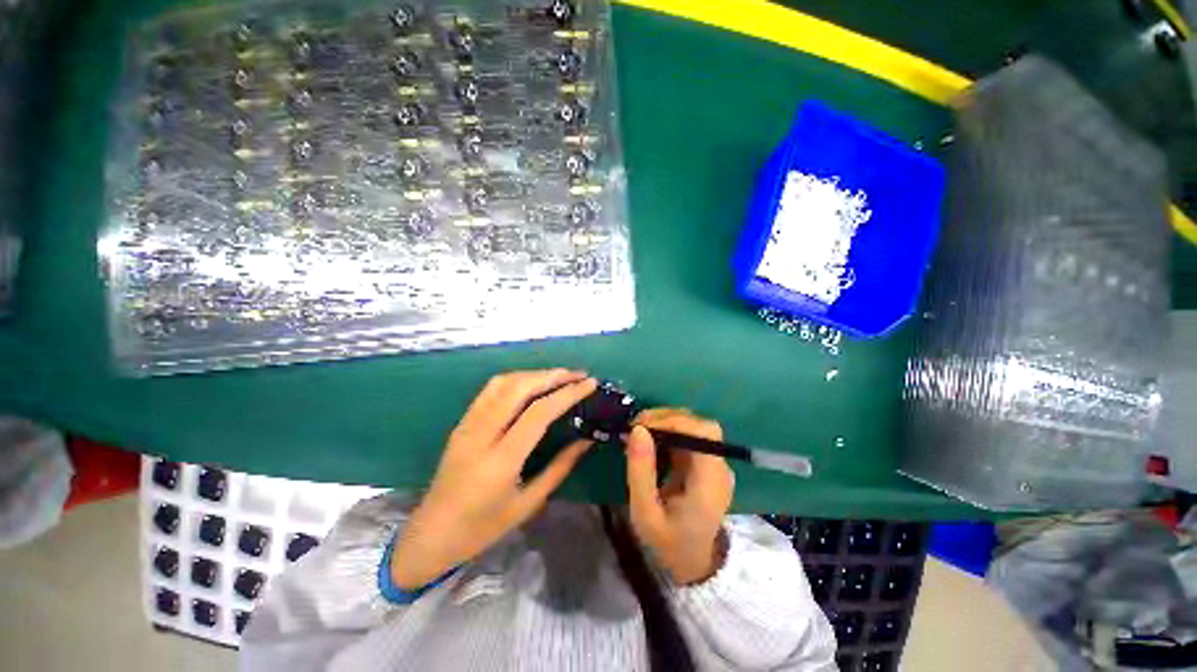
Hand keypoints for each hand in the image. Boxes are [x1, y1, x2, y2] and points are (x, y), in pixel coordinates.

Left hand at [391, 369, 597, 589]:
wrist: (431, 534)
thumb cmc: (483, 527)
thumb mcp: (528, 504)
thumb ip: (560, 468)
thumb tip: (586, 440)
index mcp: (500, 461)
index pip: (538, 413)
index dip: (567, 393)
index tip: (589, 384)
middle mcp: (482, 435)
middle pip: (519, 388)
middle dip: (552, 376)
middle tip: (578, 374)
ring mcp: (468, 425)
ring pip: (503, 383)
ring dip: (534, 374)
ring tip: (559, 376)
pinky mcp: (462, 422)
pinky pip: (489, 390)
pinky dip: (515, 379)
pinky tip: (531, 382)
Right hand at [625, 408, 734, 584]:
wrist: (693, 563)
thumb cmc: (668, 542)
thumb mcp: (645, 513)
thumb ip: (640, 471)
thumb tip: (637, 429)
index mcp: (710, 481)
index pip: (704, 432)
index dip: (674, 421)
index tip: (642, 426)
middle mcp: (719, 467)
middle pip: (699, 424)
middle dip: (666, 419)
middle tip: (635, 427)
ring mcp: (715, 464)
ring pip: (693, 426)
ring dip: (665, 422)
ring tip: (639, 432)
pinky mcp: (706, 463)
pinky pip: (688, 437)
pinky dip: (667, 432)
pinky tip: (650, 441)